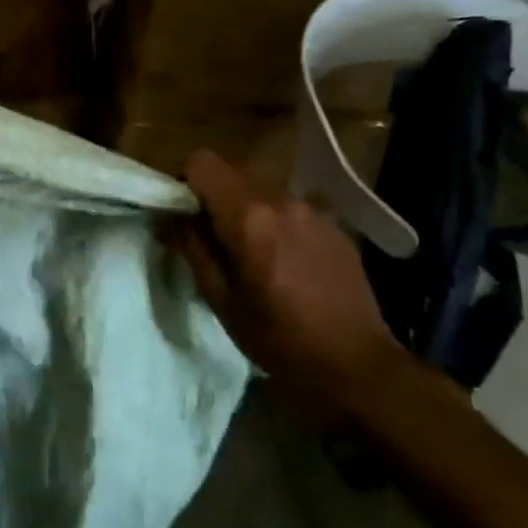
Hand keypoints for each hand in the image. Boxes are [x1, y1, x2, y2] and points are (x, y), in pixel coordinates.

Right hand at [178, 150, 404, 398]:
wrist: (358, 364)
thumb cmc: (278, 337)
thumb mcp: (220, 299)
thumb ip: (192, 249)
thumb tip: (170, 219)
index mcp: (249, 216)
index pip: (202, 163)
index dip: (183, 181)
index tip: (179, 213)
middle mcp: (282, 201)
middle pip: (232, 177)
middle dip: (213, 201)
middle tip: (209, 242)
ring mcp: (313, 211)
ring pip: (261, 195)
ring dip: (245, 215)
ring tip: (249, 257)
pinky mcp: (334, 226)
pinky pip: (289, 212)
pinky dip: (274, 226)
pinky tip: (283, 265)